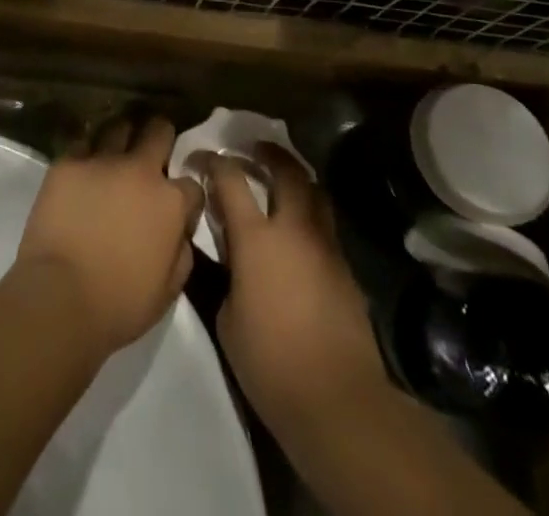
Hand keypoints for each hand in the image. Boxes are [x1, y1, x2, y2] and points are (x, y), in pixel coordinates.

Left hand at [16, 117, 204, 356]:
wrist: (59, 299)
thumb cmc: (119, 304)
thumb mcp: (169, 290)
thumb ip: (182, 251)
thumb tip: (180, 230)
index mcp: (170, 201)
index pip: (192, 183)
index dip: (186, 195)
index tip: (178, 205)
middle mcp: (140, 170)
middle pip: (159, 131)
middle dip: (160, 136)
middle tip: (153, 151)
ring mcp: (102, 161)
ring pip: (119, 127)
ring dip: (122, 138)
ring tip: (115, 152)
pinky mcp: (68, 163)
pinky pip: (82, 144)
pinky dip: (86, 154)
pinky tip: (83, 169)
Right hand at [204, 145, 387, 437]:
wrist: (336, 398)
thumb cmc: (270, 362)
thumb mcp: (227, 317)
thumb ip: (227, 274)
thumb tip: (232, 258)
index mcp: (256, 238)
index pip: (231, 180)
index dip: (214, 163)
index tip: (202, 157)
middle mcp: (293, 228)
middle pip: (285, 170)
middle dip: (267, 153)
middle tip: (254, 149)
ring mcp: (324, 244)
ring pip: (315, 191)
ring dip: (296, 178)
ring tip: (282, 180)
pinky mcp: (345, 267)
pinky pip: (326, 223)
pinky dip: (311, 213)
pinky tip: (300, 230)